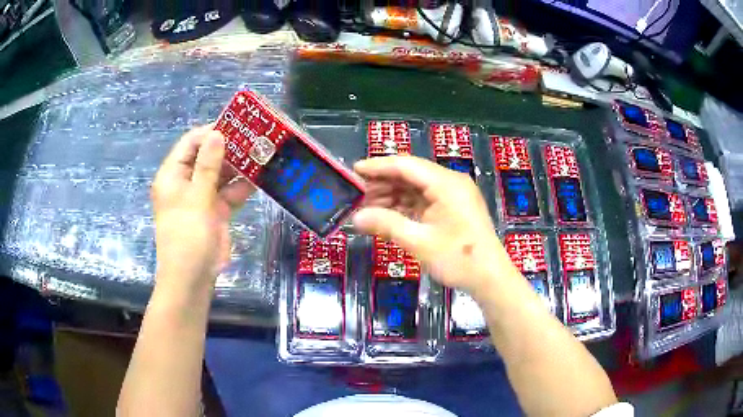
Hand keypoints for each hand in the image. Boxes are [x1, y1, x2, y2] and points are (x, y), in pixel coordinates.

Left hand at [151, 125, 254, 289]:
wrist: (193, 278)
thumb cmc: (187, 236)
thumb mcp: (197, 198)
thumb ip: (207, 166)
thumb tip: (217, 133)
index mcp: (173, 175)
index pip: (190, 143)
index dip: (210, 133)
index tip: (236, 126)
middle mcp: (186, 182)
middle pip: (207, 157)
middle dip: (229, 148)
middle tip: (255, 139)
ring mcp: (202, 197)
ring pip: (221, 174)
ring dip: (238, 167)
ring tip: (262, 154)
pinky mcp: (216, 210)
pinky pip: (229, 192)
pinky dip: (242, 187)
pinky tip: (261, 178)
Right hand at [352, 156, 518, 296]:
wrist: (490, 278)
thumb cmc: (458, 259)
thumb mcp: (419, 242)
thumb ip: (386, 225)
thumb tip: (355, 218)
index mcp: (446, 183)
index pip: (406, 165)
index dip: (378, 166)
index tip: (354, 171)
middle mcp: (451, 182)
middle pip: (411, 174)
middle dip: (383, 184)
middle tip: (357, 195)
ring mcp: (454, 195)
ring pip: (417, 188)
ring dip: (393, 196)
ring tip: (368, 207)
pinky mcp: (454, 208)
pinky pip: (425, 200)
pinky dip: (406, 206)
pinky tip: (389, 215)